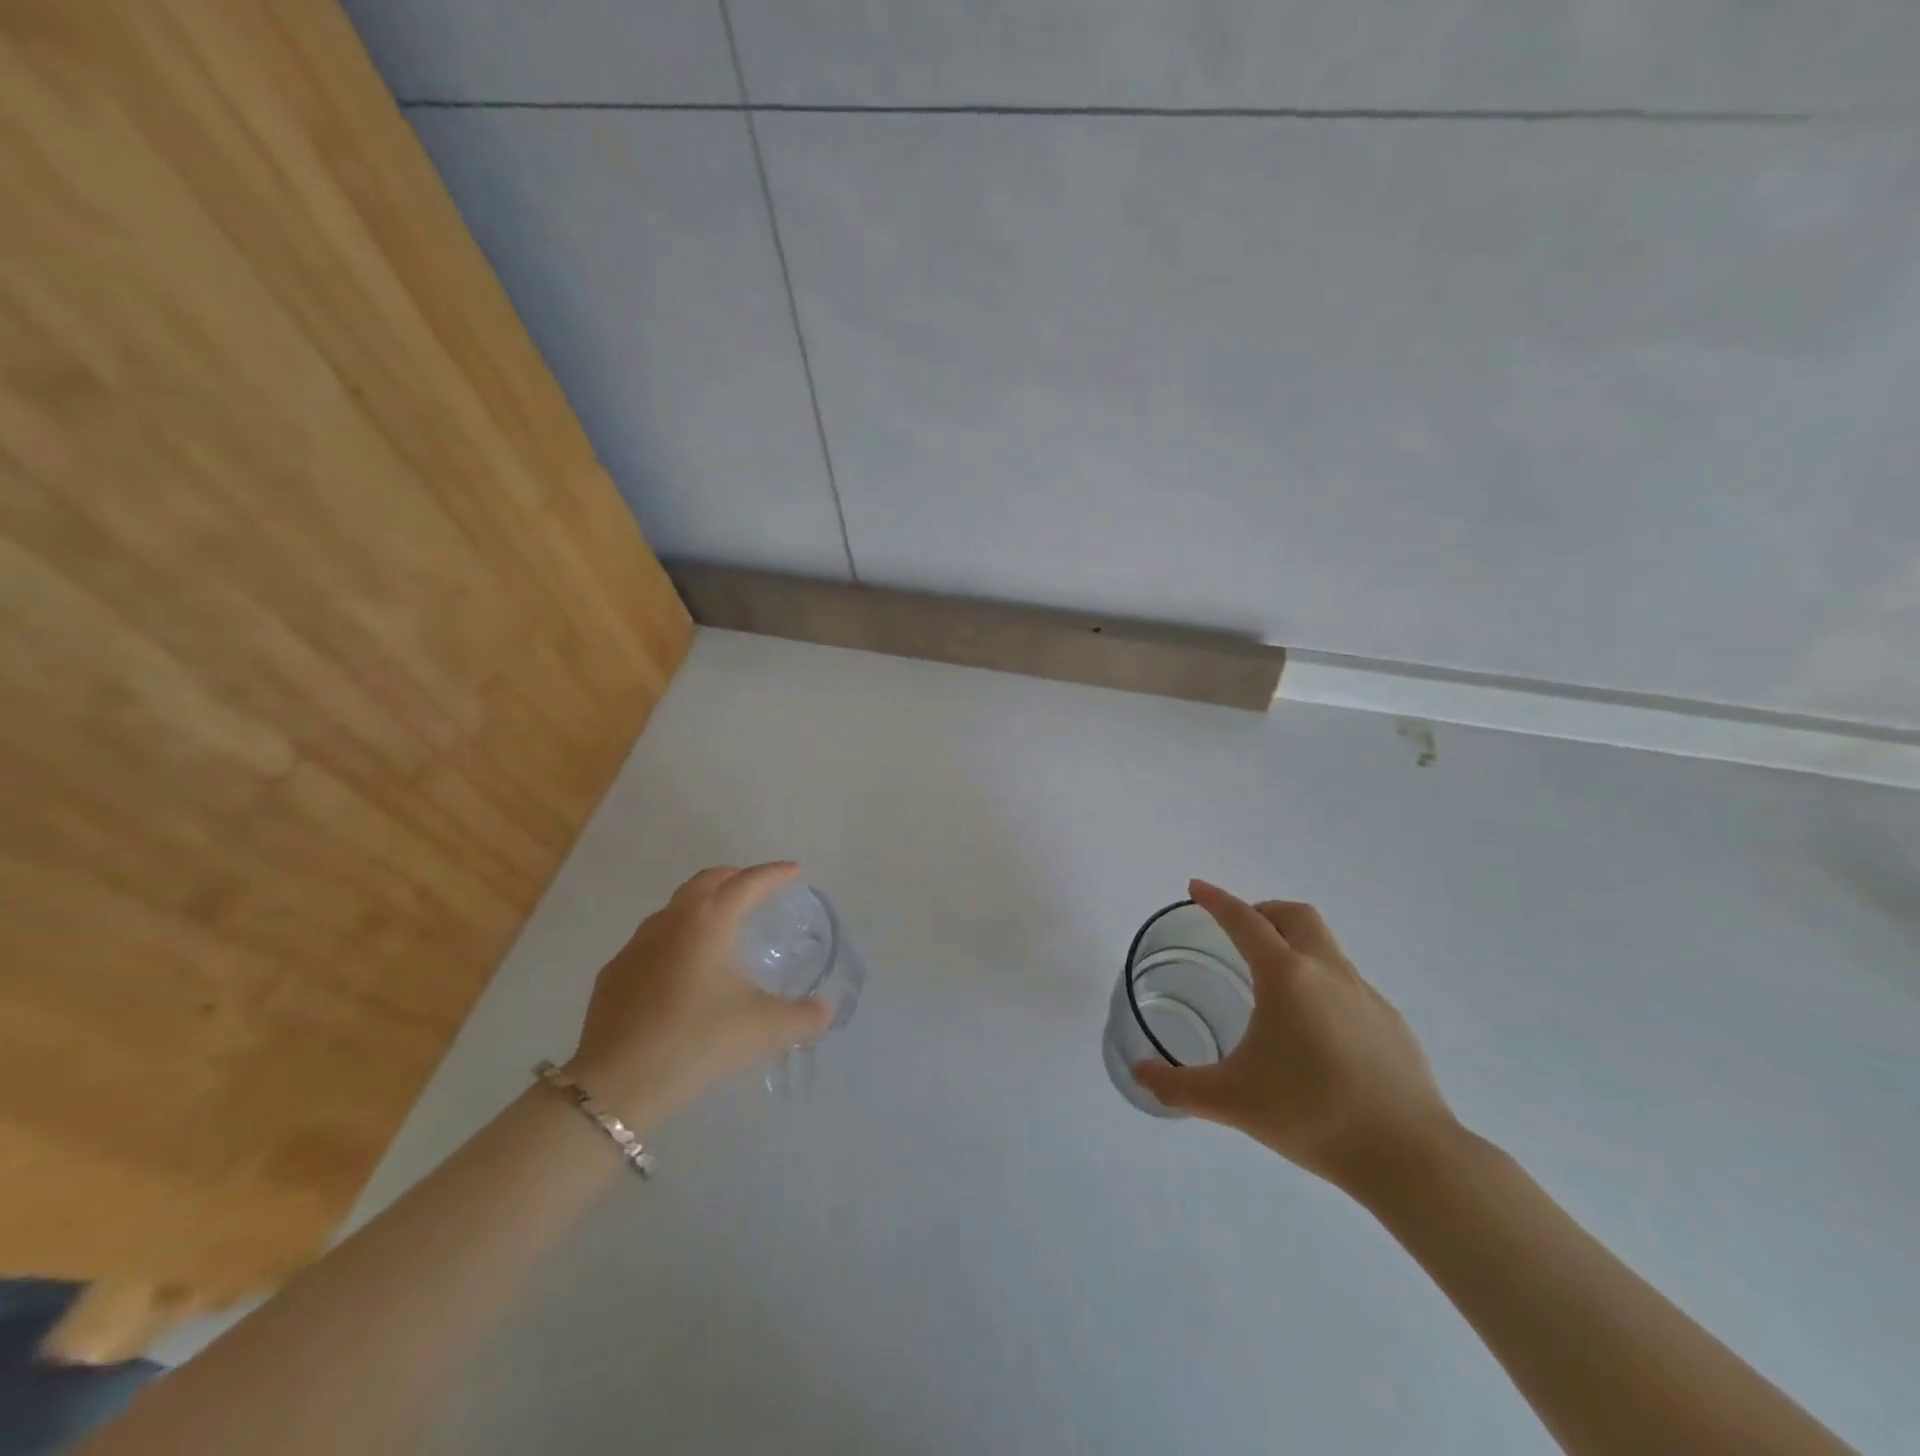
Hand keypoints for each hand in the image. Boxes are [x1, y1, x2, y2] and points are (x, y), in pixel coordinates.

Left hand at [564, 863, 831, 1124]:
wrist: (617, 1084)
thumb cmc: (698, 1041)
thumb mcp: (764, 1029)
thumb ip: (804, 1016)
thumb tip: (826, 1010)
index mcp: (710, 920)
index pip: (748, 882)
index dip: (775, 874)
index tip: (794, 871)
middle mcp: (671, 920)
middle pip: (707, 881)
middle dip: (735, 878)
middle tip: (757, 890)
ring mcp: (636, 945)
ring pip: (675, 909)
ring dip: (702, 907)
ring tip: (721, 928)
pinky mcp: (614, 974)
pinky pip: (652, 942)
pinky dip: (675, 941)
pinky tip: (681, 972)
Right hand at [1133, 879, 1459, 1194]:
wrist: (1410, 1157)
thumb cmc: (1311, 1114)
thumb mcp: (1231, 1101)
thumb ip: (1177, 1086)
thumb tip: (1139, 1073)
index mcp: (1286, 976)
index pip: (1244, 920)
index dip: (1216, 900)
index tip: (1196, 888)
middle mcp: (1328, 972)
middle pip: (1295, 916)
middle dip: (1263, 911)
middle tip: (1239, 932)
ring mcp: (1366, 995)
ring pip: (1326, 947)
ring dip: (1295, 946)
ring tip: (1273, 987)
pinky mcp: (1391, 1023)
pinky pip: (1349, 984)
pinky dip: (1322, 984)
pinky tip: (1316, 1033)